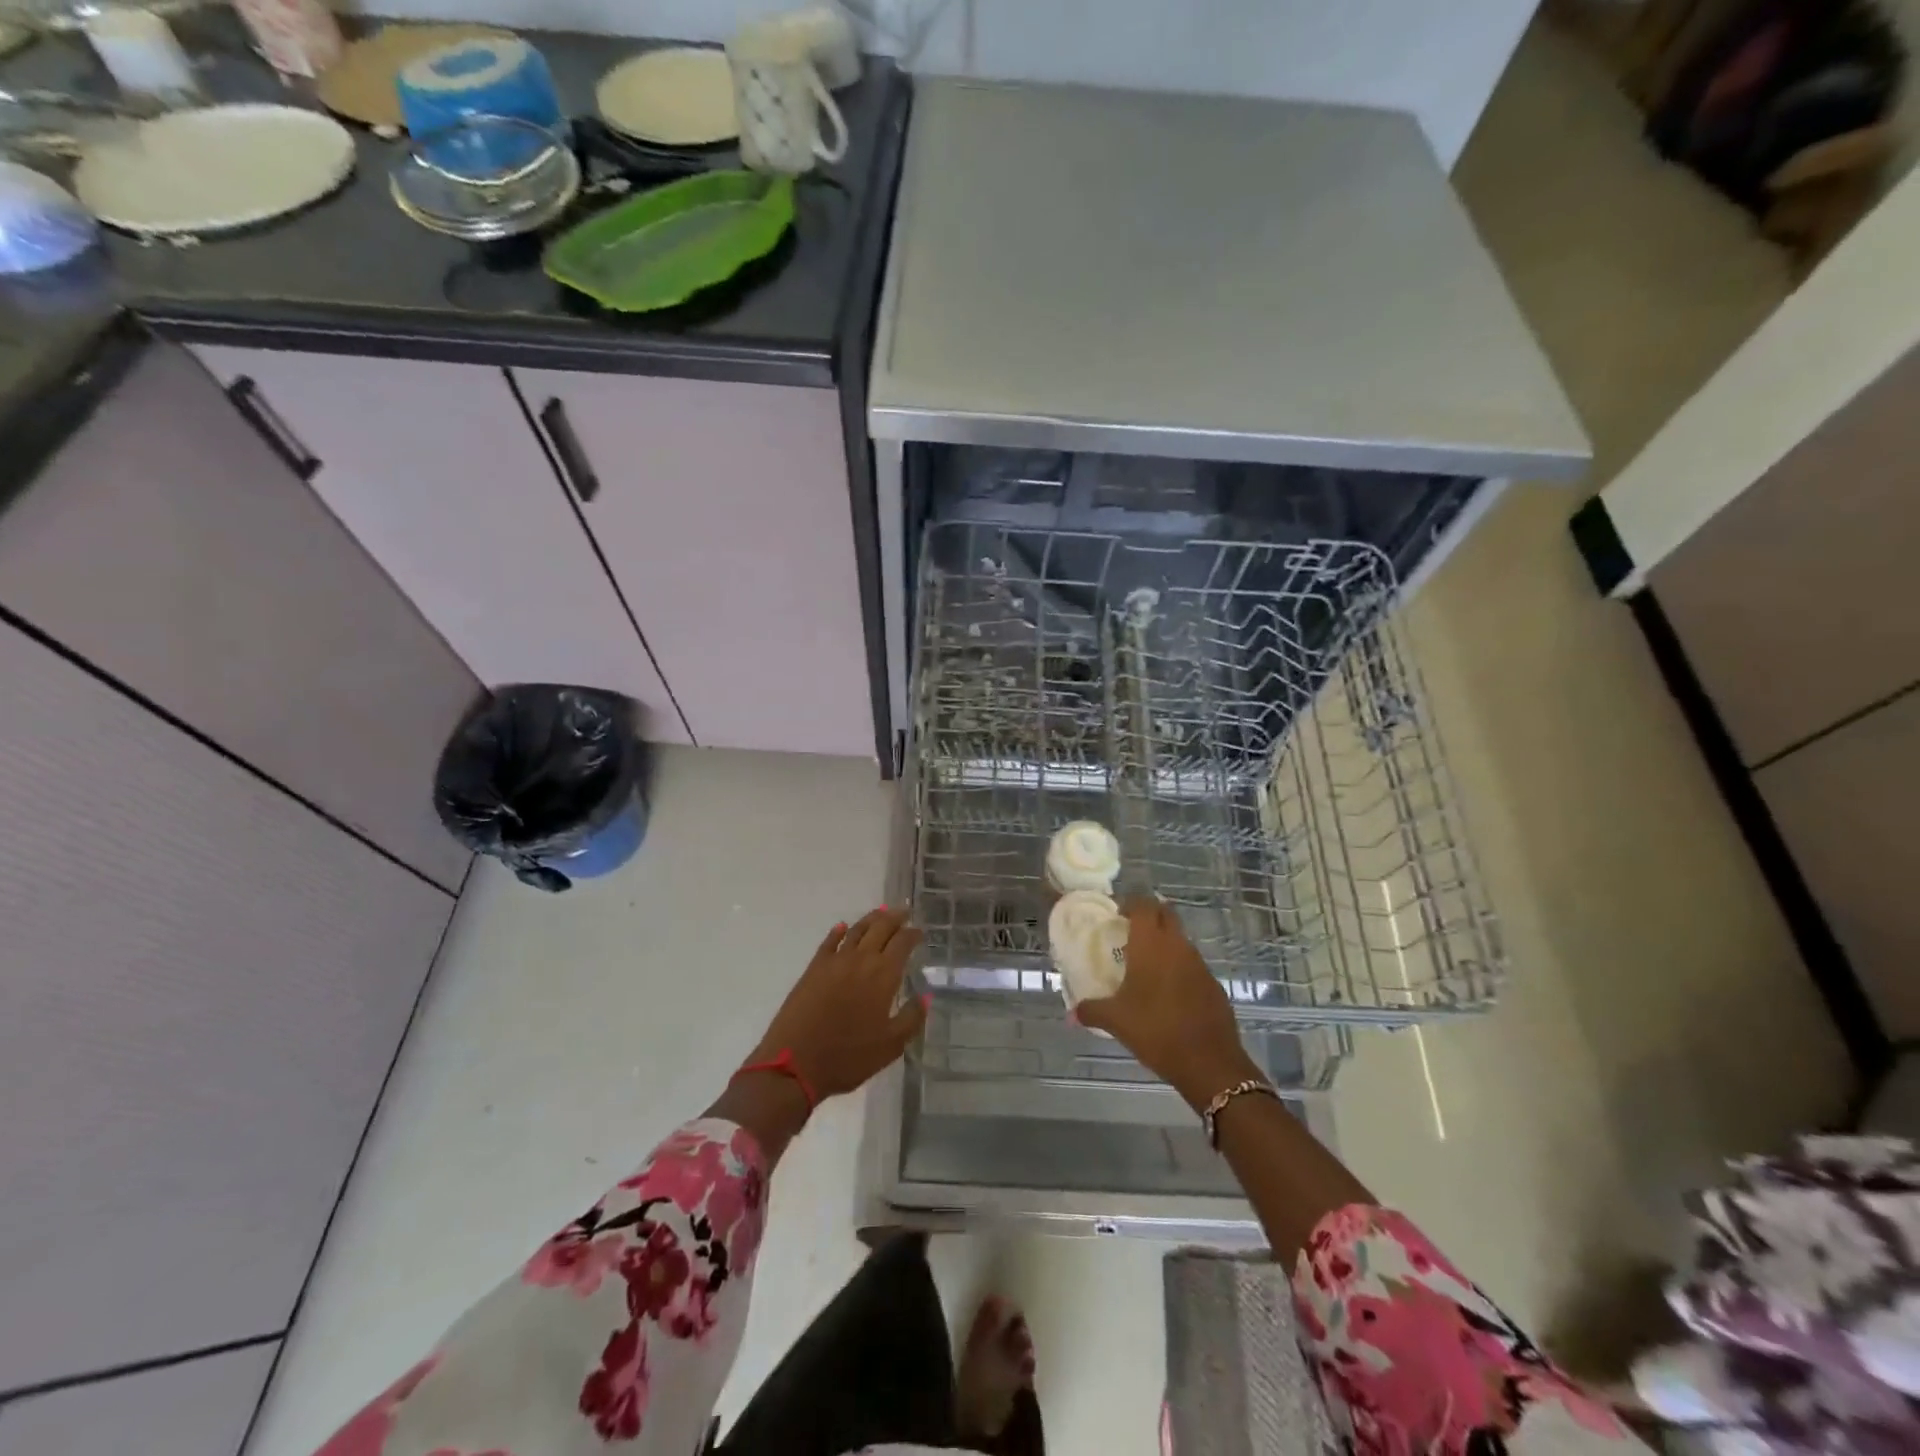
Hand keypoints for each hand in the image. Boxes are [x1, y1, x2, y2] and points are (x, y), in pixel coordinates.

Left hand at [749, 908, 926, 1101]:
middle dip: (894, 918)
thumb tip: (927, 995)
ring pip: (856, 930)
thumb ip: (912, 1018)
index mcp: (883, 975)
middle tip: (904, 912)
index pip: (902, 943)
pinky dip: (838, 932)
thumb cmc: (848, 1057)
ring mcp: (834, 962)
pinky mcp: (813, 969)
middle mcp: (861, 960)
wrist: (795, 1063)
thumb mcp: (890, 1046)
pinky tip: (842, 928)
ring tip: (880, 913)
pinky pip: (829, 942)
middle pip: (880, 928)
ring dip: (870, 919)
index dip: (913, 934)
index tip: (920, 932)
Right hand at [1076, 897, 1259, 1109]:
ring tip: (1145, 962)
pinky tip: (1167, 991)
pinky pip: (1192, 964)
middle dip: (1150, 916)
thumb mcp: (1116, 1021)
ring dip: (1165, 942)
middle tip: (1130, 930)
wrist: (1209, 1062)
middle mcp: (1177, 946)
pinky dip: (1178, 966)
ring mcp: (1199, 964)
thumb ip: (1091, 1011)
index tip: (1118, 914)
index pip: (1144, 905)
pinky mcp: (1213, 984)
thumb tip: (1071, 1014)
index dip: (1131, 904)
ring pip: (1180, 939)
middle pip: (1166, 914)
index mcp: (1151, 945)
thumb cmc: (1156, 1030)